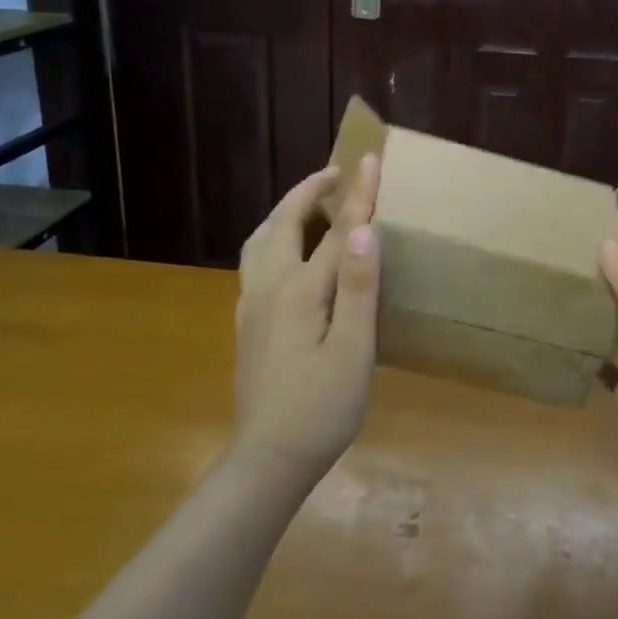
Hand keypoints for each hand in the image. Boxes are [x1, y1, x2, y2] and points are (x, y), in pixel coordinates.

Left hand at [233, 156, 381, 480]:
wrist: (267, 460)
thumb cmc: (321, 408)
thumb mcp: (353, 350)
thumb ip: (357, 287)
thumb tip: (364, 229)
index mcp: (300, 291)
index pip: (336, 231)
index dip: (357, 195)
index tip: (370, 157)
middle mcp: (269, 288)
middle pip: (283, 223)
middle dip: (309, 191)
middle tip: (336, 174)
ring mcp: (252, 306)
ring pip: (260, 241)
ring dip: (286, 213)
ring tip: (310, 206)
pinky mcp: (247, 325)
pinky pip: (257, 262)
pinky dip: (274, 238)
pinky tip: (289, 256)